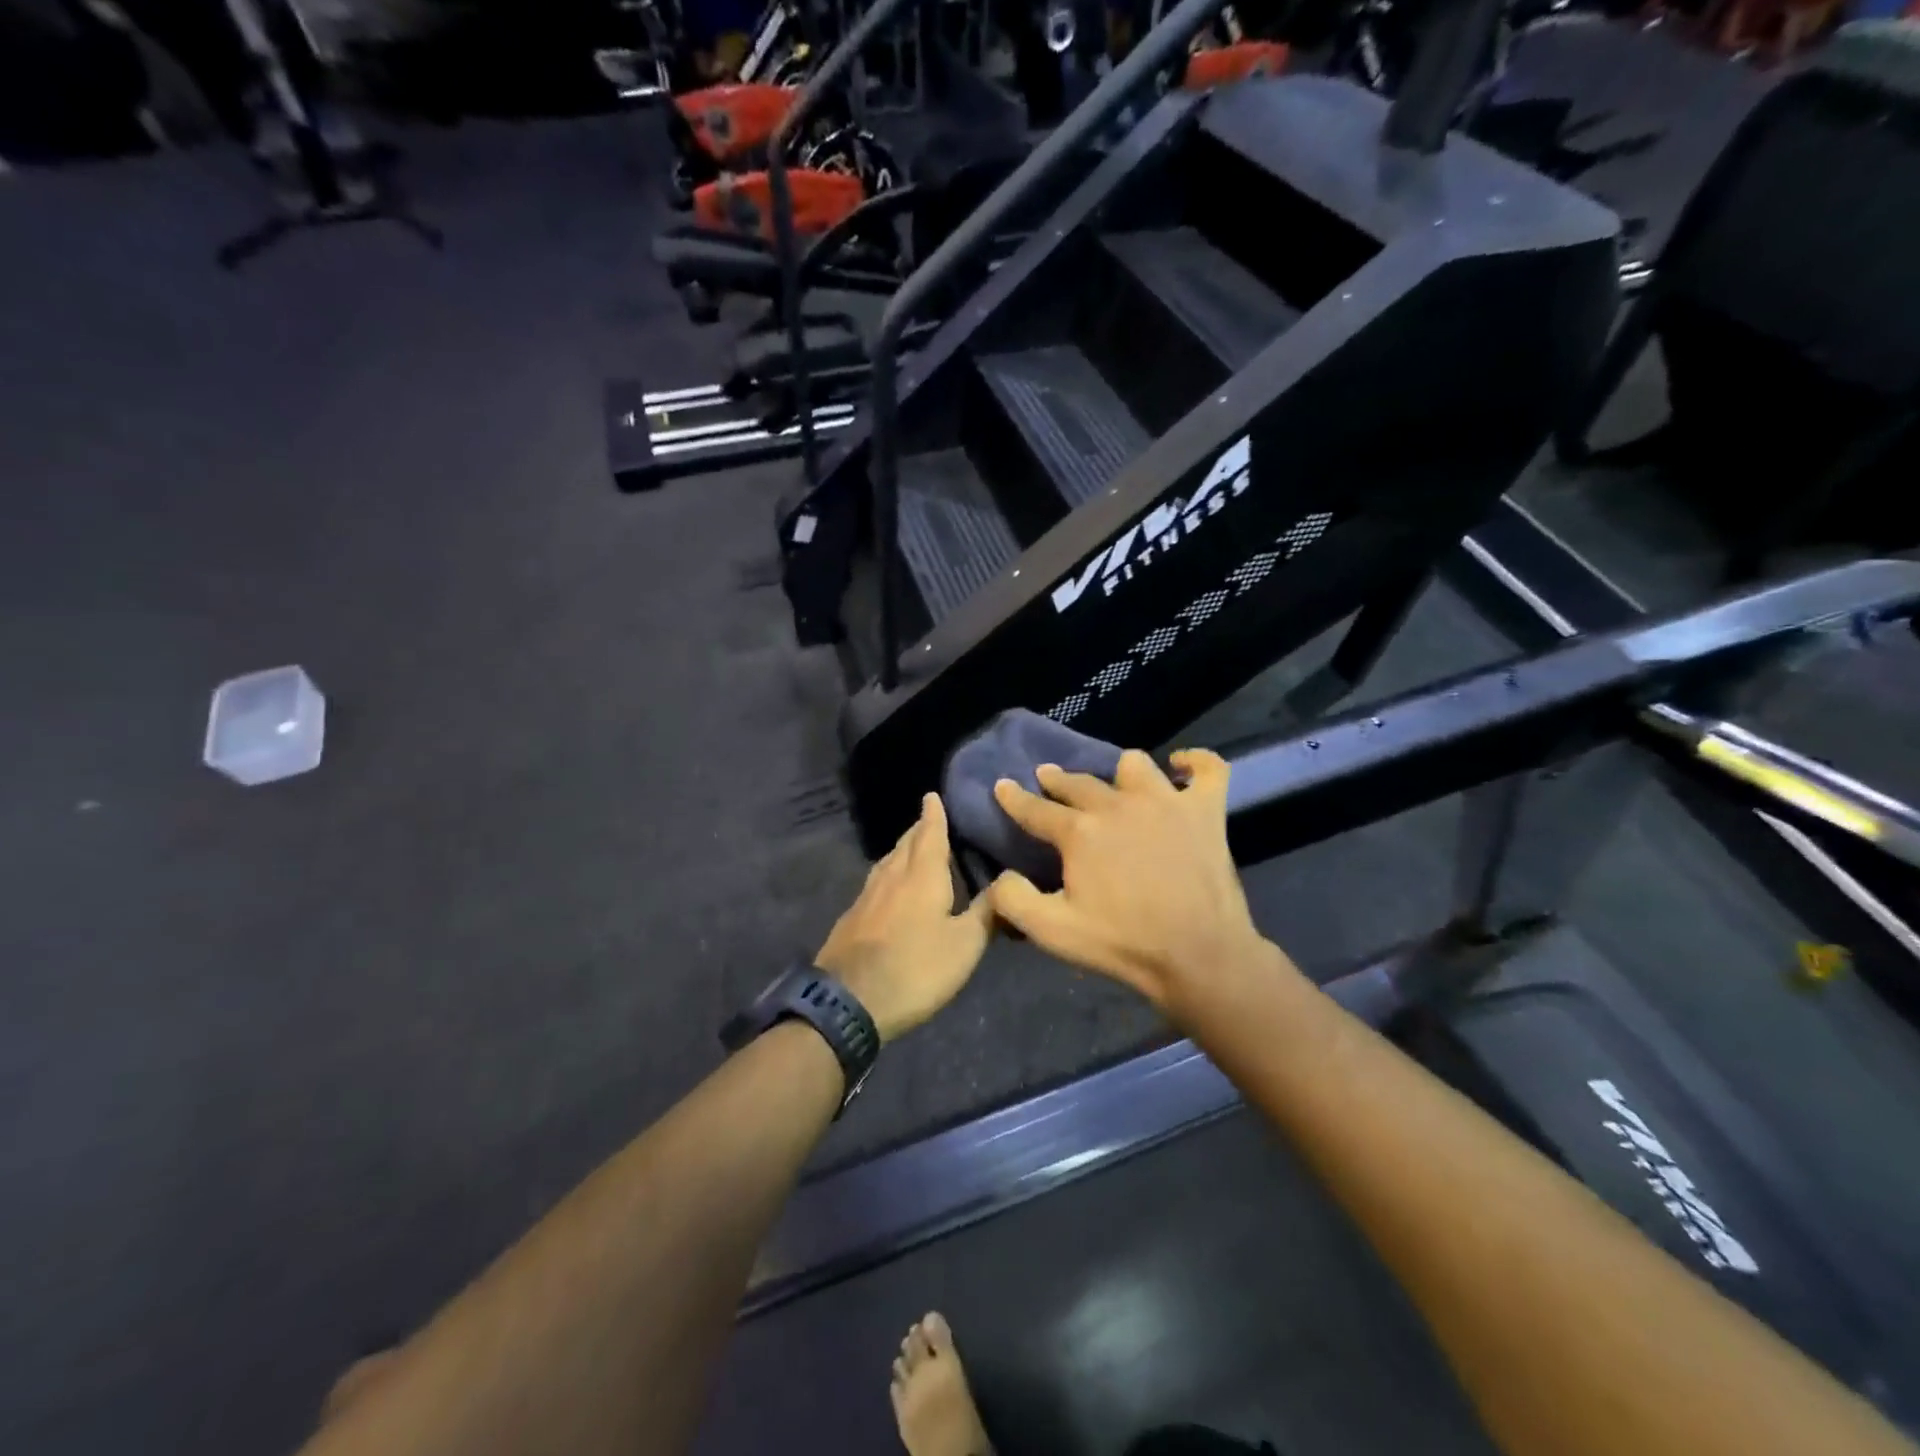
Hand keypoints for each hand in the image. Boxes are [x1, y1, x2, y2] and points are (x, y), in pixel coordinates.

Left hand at [816, 793, 995, 1042]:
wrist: (849, 1001)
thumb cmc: (916, 968)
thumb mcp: (965, 945)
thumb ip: (986, 912)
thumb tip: (1007, 883)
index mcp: (922, 876)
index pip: (930, 834)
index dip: (933, 815)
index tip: (932, 795)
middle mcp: (892, 877)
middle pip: (905, 844)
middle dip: (918, 830)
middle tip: (929, 820)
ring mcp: (867, 897)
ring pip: (887, 862)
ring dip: (901, 850)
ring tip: (912, 848)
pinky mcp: (852, 918)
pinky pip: (875, 883)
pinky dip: (888, 874)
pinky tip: (890, 887)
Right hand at [988, 749, 1278, 1012]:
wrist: (1199, 956)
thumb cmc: (1124, 944)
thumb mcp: (1052, 931)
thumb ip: (1013, 899)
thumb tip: (1001, 875)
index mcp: (1080, 832)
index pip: (1036, 808)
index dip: (1014, 797)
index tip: (1002, 785)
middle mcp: (1119, 805)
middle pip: (1078, 782)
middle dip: (1057, 779)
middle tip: (1047, 778)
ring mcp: (1166, 803)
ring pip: (1134, 765)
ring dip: (1118, 772)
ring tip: (1115, 782)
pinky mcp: (1205, 812)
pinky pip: (1207, 770)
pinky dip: (1195, 762)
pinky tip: (1181, 765)